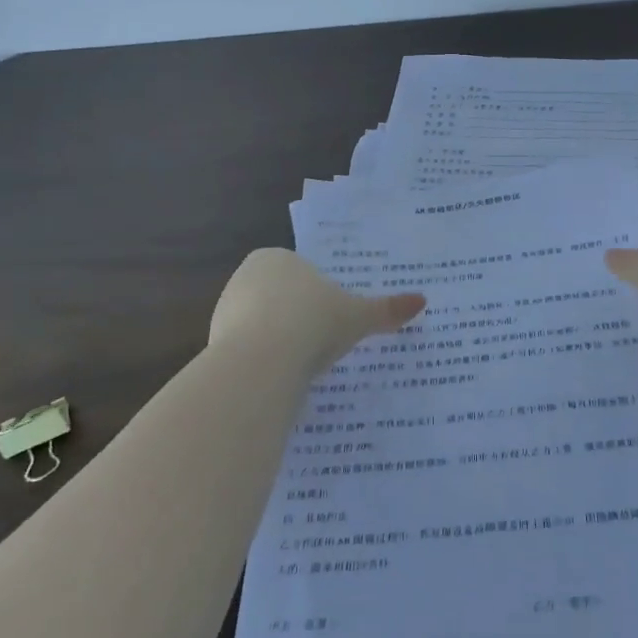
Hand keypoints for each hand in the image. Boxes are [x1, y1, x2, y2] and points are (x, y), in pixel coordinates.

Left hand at [210, 248, 424, 369]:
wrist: (262, 361)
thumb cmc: (314, 323)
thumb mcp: (358, 316)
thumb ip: (386, 309)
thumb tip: (422, 300)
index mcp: (276, 258)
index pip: (301, 273)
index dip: (319, 297)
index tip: (333, 320)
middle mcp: (245, 277)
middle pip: (279, 299)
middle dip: (298, 319)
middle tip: (322, 344)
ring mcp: (225, 311)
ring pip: (261, 325)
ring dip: (279, 342)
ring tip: (303, 366)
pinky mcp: (214, 343)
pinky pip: (247, 351)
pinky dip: (263, 363)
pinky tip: (280, 379)